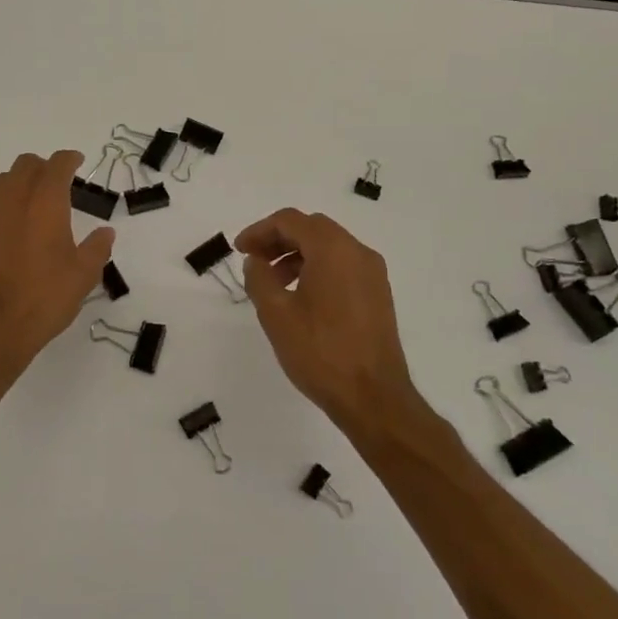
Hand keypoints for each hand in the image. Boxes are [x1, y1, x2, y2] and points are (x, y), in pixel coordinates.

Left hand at [0, 151, 114, 375]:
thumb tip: (105, 232)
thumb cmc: (45, 296)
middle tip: (60, 182)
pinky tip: (13, 223)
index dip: (69, 159)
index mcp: (46, 202)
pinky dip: (3, 202)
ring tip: (36, 200)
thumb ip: (97, 248)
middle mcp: (15, 199)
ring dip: (21, 181)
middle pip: (26, 164)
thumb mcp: (83, 275)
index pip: (57, 165)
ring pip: (4, 180)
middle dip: (44, 166)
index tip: (79, 163)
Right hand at [235, 208, 417, 425]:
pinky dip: (317, 269)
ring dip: (297, 255)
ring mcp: (373, 274)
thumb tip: (256, 261)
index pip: (291, 220)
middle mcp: (358, 252)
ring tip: (273, 283)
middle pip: (312, 229)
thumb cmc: (320, 352)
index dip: (260, 230)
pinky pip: (343, 266)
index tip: (239, 250)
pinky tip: (300, 297)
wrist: (374, 398)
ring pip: (329, 247)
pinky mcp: (378, 295)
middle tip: (254, 260)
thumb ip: (259, 278)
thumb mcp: (276, 313)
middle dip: (278, 239)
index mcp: (333, 249)